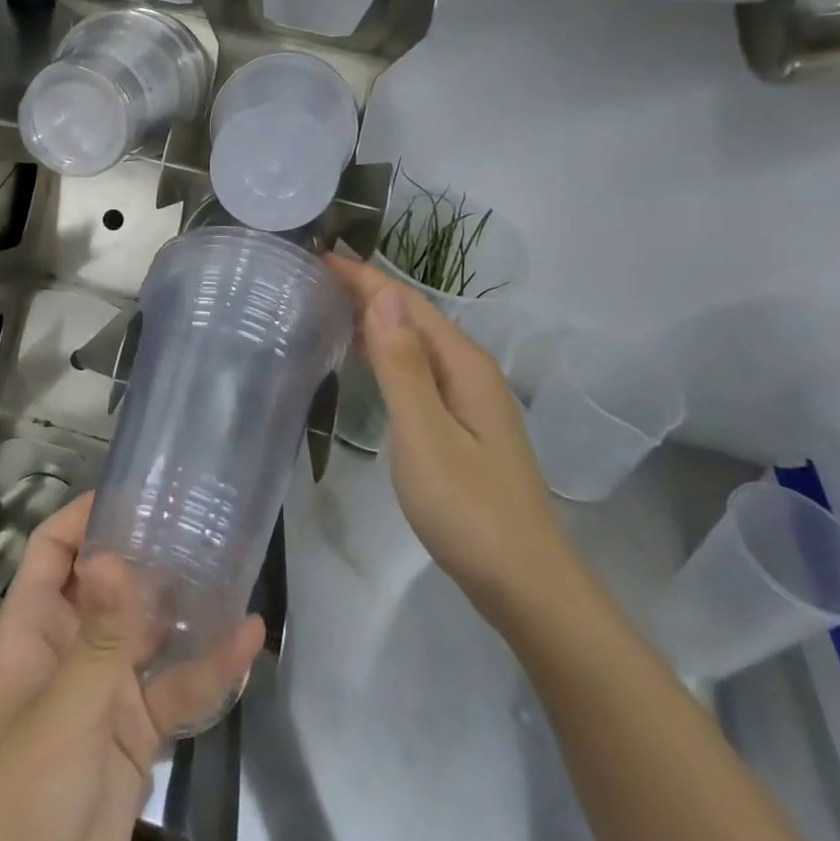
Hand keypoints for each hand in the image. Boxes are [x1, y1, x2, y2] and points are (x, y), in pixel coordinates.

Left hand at [0, 494, 264, 840]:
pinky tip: (247, 639)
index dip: (86, 516)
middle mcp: (71, 645)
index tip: (136, 493)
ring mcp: (105, 687)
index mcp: (35, 628)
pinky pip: (176, 685)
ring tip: (231, 564)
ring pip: (149, 629)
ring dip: (185, 604)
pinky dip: (208, 666)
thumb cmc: (21, 793)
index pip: (54, 550)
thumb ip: (99, 637)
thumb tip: (115, 553)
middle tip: (198, 518)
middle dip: (148, 552)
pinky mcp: (136, 728)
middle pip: (110, 581)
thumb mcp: (63, 710)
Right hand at [325, 255, 576, 620]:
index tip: (320, 256)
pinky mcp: (462, 425)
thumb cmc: (468, 509)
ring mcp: (469, 399)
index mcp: (463, 364)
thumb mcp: (425, 434)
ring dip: (376, 320)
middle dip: (367, 292)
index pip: (406, 303)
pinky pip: (418, 370)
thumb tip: (382, 296)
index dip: (364, 278)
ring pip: (415, 343)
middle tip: (315, 278)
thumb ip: (402, 365)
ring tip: (330, 308)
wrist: (525, 584)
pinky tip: (366, 362)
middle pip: (413, 317)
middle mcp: (469, 371)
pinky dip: (387, 354)